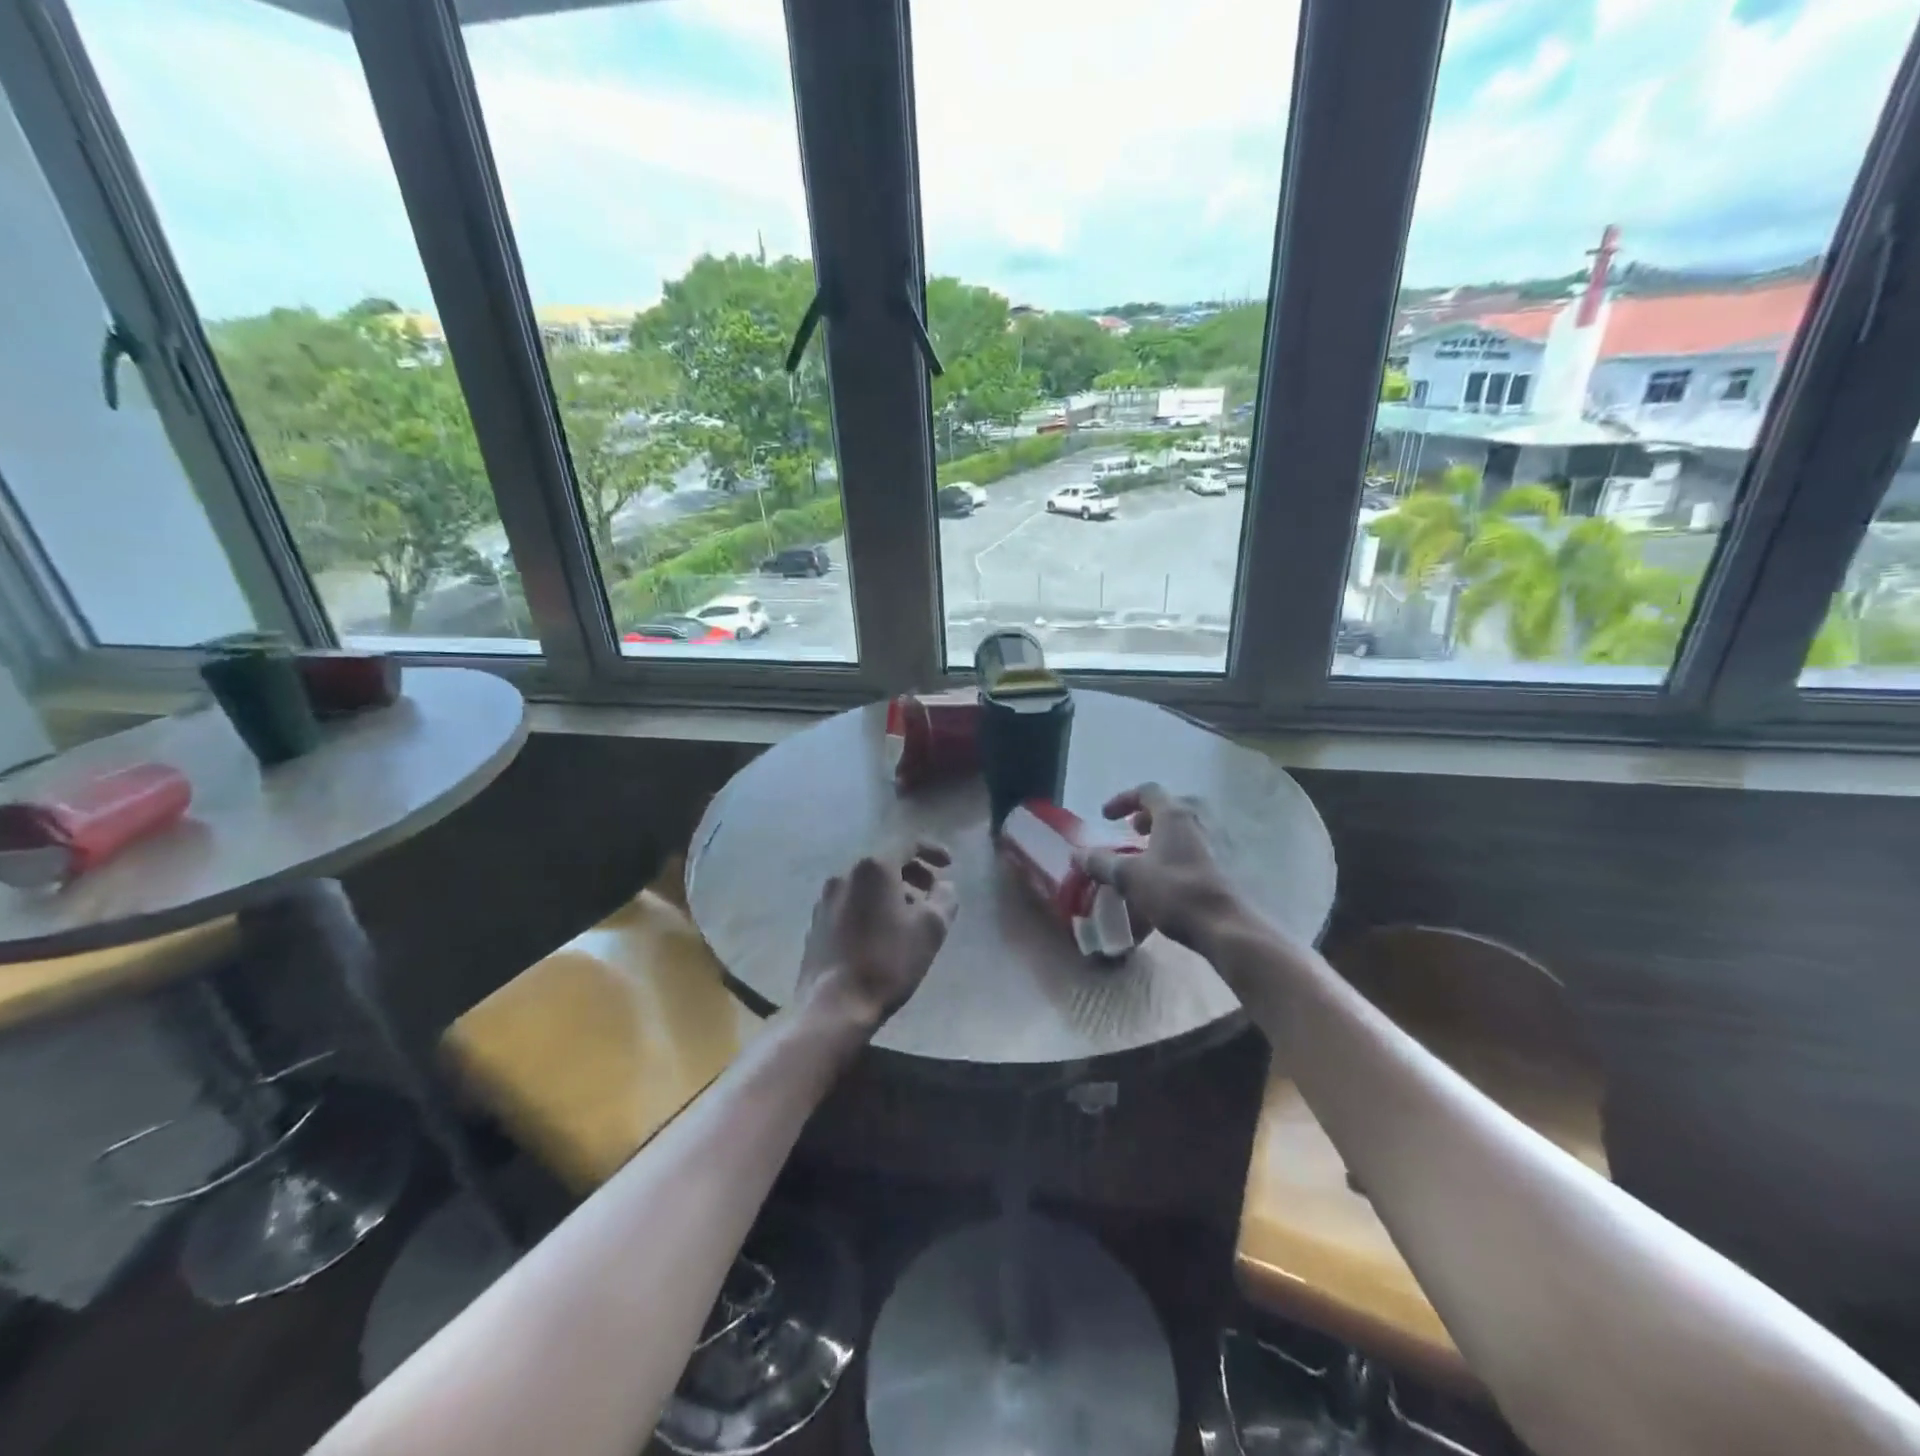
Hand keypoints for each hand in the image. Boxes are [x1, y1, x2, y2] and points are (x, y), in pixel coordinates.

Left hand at [796, 842, 958, 1032]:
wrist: (833, 1005)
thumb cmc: (888, 961)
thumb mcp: (931, 929)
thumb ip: (944, 898)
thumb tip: (944, 885)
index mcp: (873, 868)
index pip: (907, 843)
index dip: (932, 850)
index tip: (949, 865)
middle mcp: (845, 873)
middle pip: (884, 861)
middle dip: (913, 872)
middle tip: (932, 892)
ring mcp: (826, 898)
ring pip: (866, 882)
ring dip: (892, 890)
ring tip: (910, 916)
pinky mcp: (817, 921)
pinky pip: (851, 900)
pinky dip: (871, 905)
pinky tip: (882, 932)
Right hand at [1073, 783, 1240, 950]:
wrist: (1226, 925)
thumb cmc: (1175, 892)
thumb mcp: (1129, 877)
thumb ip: (1102, 862)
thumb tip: (1078, 855)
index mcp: (1175, 814)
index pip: (1147, 791)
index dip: (1122, 800)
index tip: (1106, 817)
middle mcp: (1199, 819)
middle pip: (1171, 805)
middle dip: (1147, 816)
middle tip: (1132, 831)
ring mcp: (1218, 840)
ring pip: (1186, 826)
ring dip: (1164, 834)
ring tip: (1148, 854)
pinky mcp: (1229, 863)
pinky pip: (1198, 845)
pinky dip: (1179, 850)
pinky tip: (1169, 875)